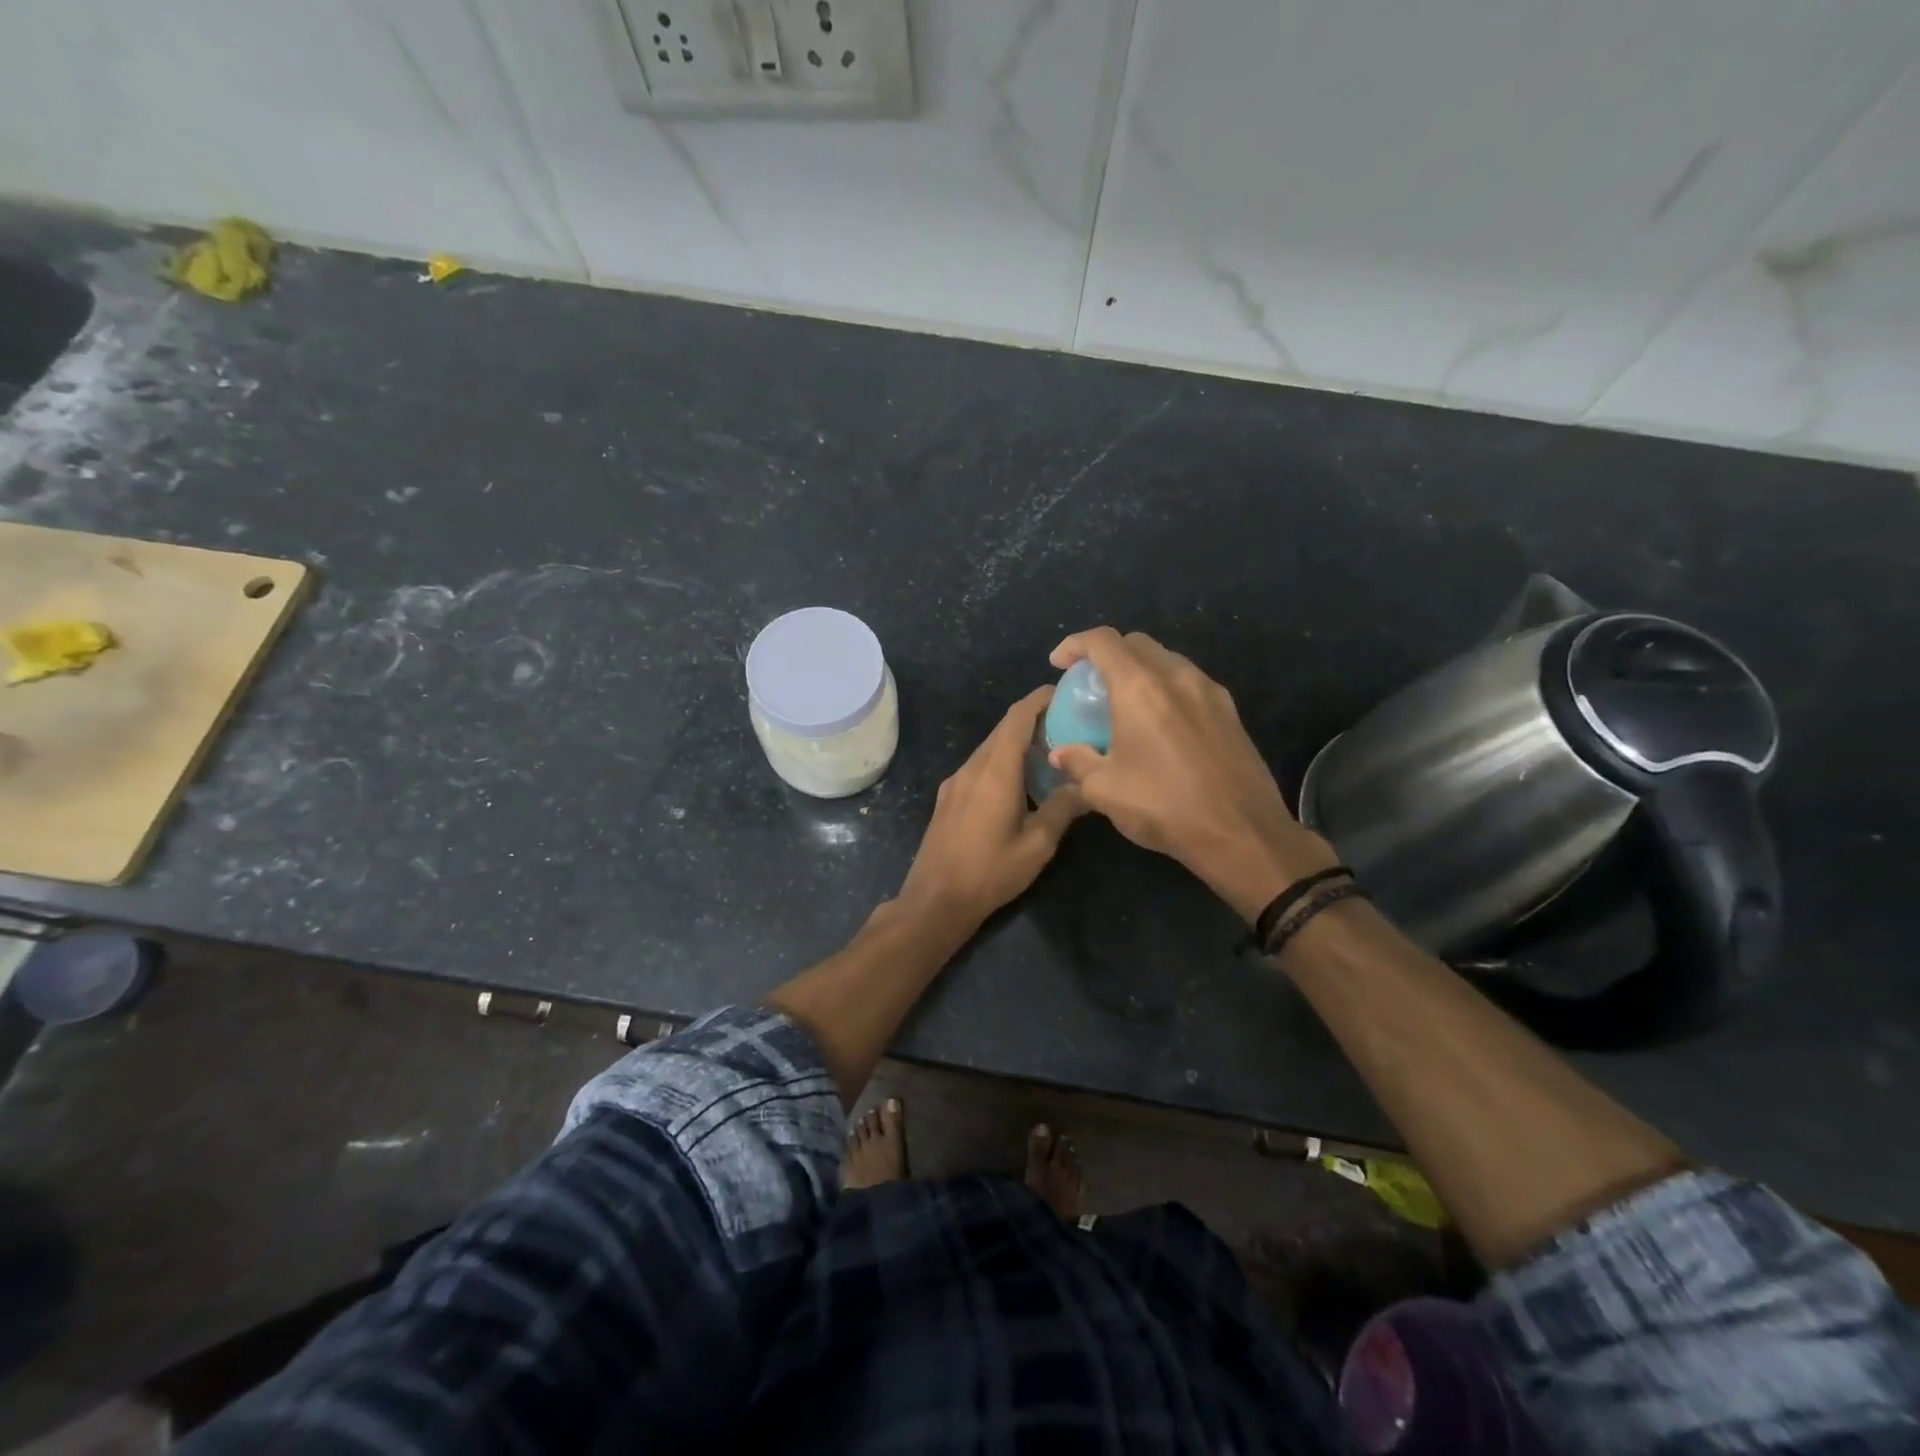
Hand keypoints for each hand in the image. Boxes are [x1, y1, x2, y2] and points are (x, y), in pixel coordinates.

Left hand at [896, 686, 1083, 928]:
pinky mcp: (948, 797)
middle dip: (1033, 719)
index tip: (1063, 691)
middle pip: (1003, 730)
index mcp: (995, 771)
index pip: (1017, 718)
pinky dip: (1001, 761)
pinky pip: (979, 766)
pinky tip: (1019, 782)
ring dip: (1017, 742)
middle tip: (1067, 724)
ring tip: (1049, 752)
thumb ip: (1062, 809)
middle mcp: (972, 767)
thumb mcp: (1037, 845)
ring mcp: (955, 782)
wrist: (935, 899)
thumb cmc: (990, 872)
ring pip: (990, 748)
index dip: (1039, 699)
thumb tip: (1087, 785)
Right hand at [1047, 627, 1337, 920]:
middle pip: (1137, 643)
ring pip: (1167, 660)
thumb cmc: (1164, 807)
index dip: (1075, 644)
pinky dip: (1165, 688)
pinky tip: (1159, 722)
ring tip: (1124, 702)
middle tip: (1090, 682)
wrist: (1241, 834)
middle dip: (1107, 653)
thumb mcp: (1104, 789)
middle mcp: (1177, 677)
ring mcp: (1209, 692)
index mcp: (1140, 688)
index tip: (1059, 663)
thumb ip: (1077, 762)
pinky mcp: (1230, 712)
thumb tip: (1061, 753)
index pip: (1103, 641)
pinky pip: (1189, 683)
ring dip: (1139, 669)